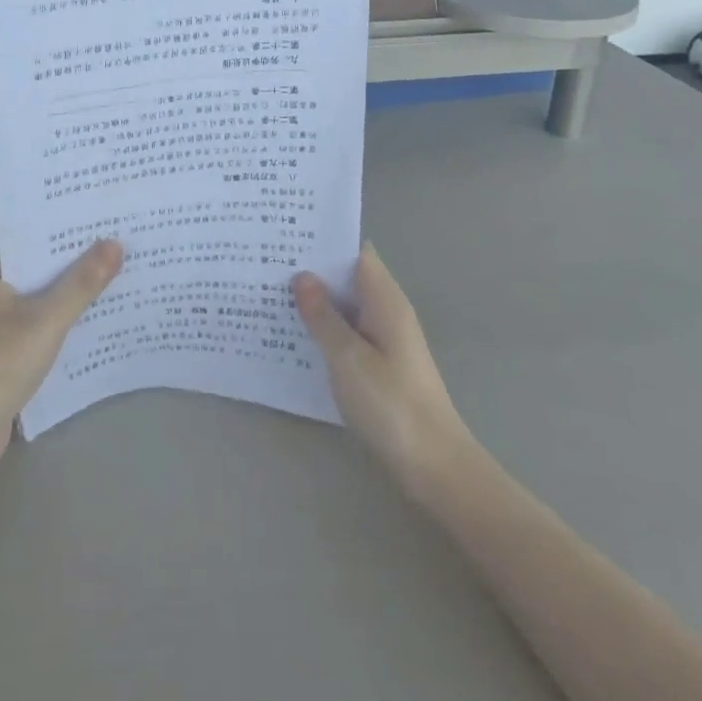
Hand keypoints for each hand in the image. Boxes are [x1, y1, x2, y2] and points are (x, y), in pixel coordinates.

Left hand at [0, 240, 123, 477]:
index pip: (34, 250)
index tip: (106, 235)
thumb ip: (82, 283)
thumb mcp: (48, 319)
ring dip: (66, 308)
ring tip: (113, 293)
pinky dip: (55, 336)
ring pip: (36, 311)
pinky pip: (33, 338)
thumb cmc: (1, 363)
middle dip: (73, 276)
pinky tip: (87, 335)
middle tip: (119, 262)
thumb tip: (115, 243)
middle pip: (37, 280)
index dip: (69, 244)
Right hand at [293, 245, 472, 496]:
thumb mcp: (348, 357)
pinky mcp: (381, 365)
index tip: (287, 234)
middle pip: (348, 277)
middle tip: (266, 262)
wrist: (434, 466)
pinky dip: (324, 328)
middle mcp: (388, 312)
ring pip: (346, 306)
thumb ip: (323, 316)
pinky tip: (293, 335)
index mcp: (385, 300)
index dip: (324, 241)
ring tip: (270, 293)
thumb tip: (302, 276)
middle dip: (313, 270)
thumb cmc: (391, 405)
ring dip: (316, 301)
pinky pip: (348, 333)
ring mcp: (386, 339)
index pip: (355, 252)